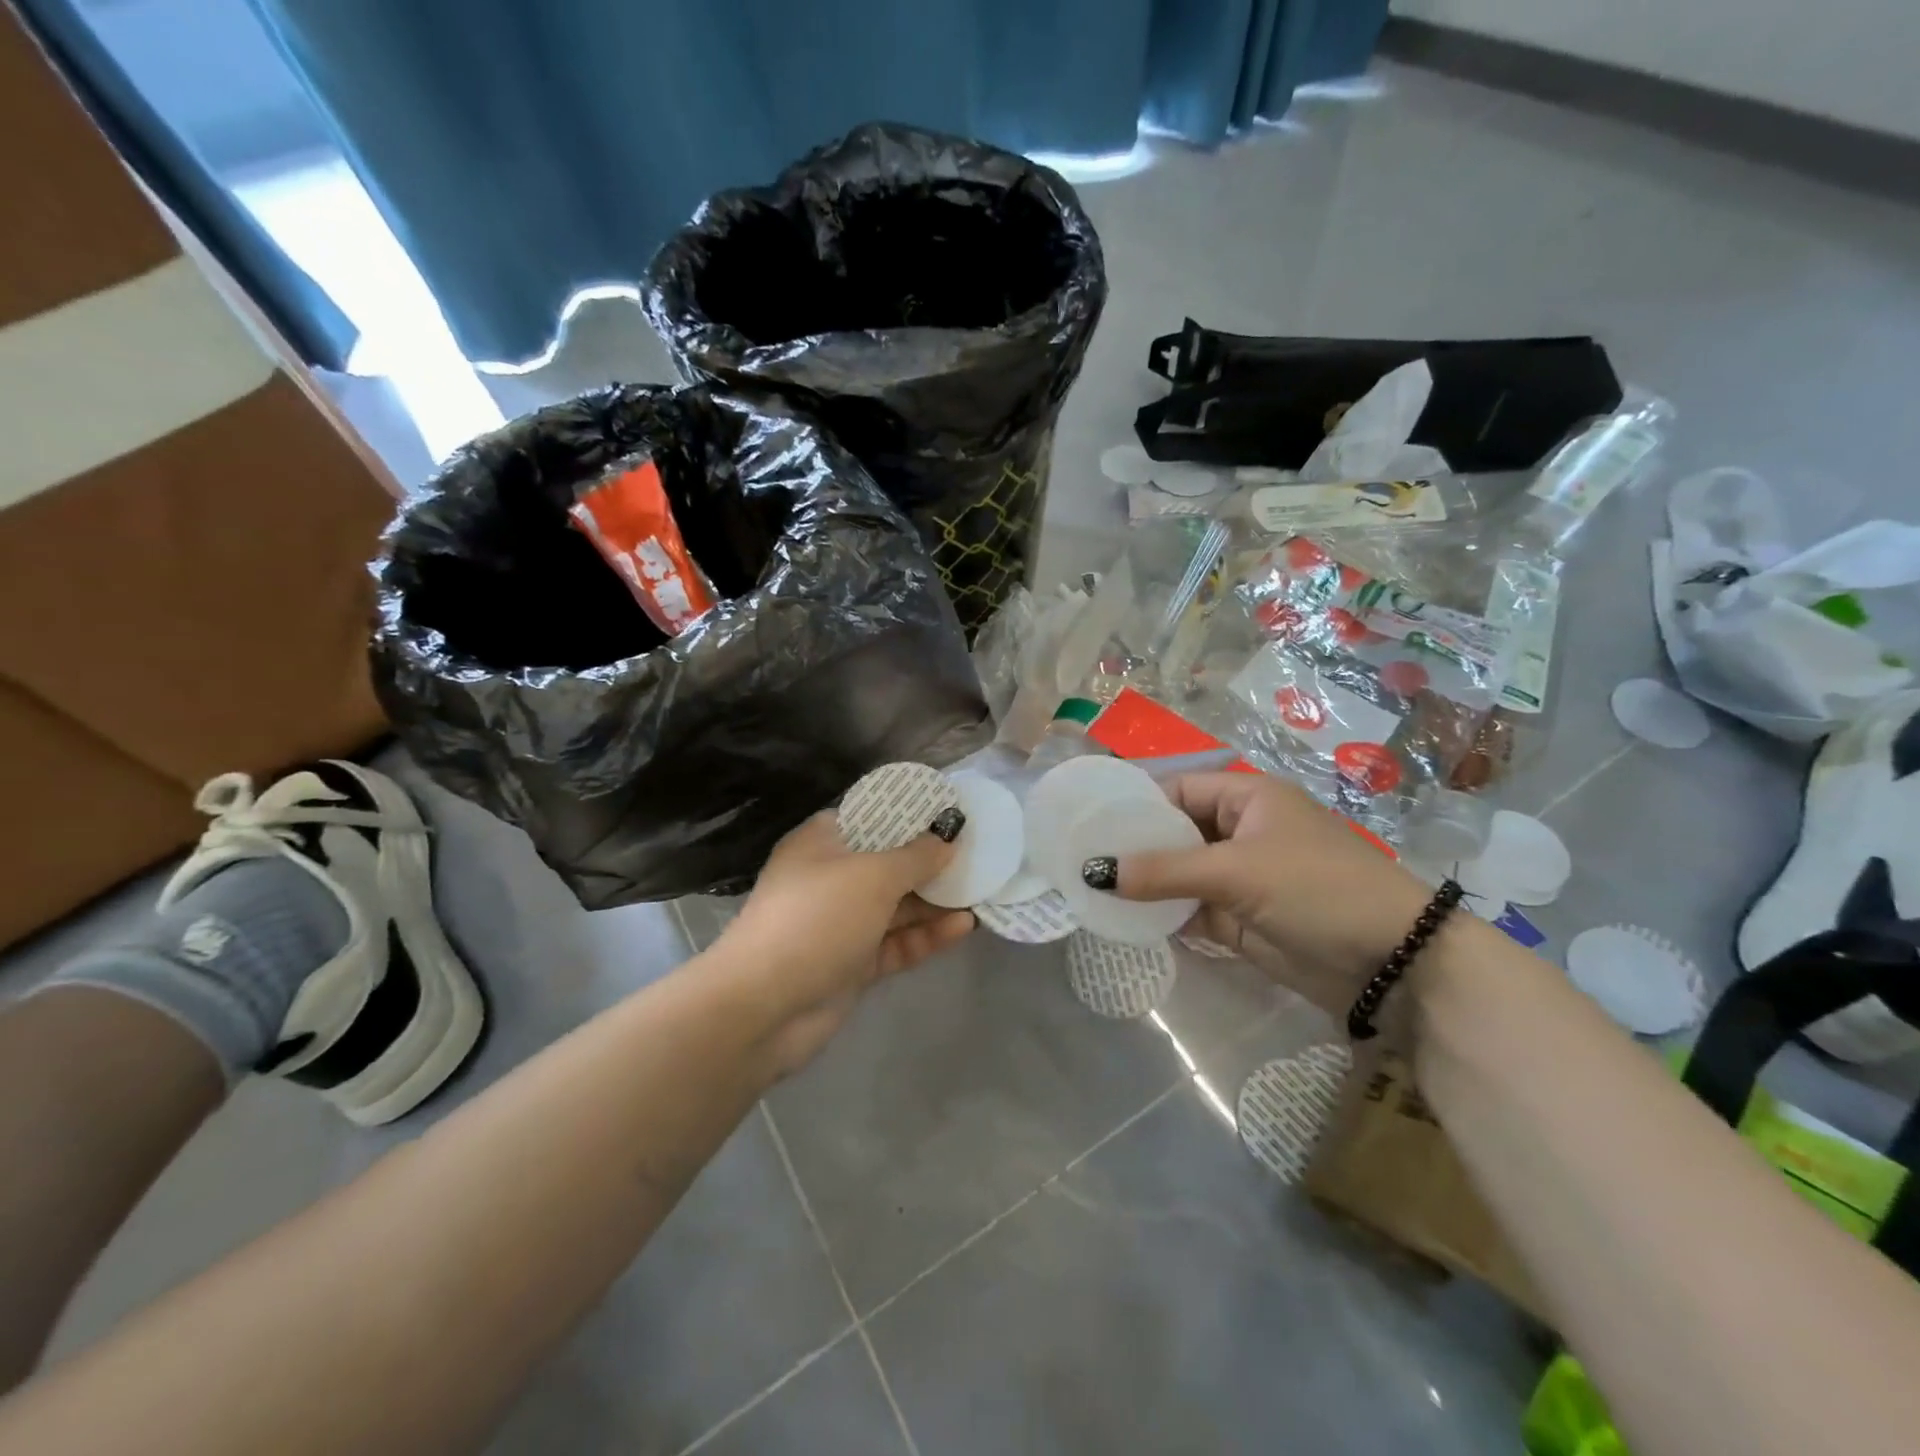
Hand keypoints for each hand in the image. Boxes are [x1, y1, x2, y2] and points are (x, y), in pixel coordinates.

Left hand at [715, 814, 974, 1074]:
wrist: (763, 1008)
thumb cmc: (816, 919)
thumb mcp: (872, 876)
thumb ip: (916, 856)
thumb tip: (947, 837)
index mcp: (823, 843)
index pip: (872, 818)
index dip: (911, 814)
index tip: (952, 814)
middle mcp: (831, 879)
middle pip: (890, 863)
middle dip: (932, 861)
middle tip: (980, 855)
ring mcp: (842, 924)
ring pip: (897, 906)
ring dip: (936, 901)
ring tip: (983, 891)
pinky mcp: (853, 964)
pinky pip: (897, 943)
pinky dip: (927, 935)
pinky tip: (964, 926)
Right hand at [1112, 773, 1432, 1014]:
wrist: (1393, 965)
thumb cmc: (1318, 890)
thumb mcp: (1236, 872)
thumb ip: (1163, 871)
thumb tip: (1094, 871)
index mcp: (1246, 798)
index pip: (1175, 790)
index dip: (1132, 804)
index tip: (1084, 822)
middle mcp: (1239, 831)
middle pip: (1172, 833)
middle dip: (1131, 848)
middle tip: (1076, 860)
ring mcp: (1239, 877)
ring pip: (1177, 874)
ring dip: (1142, 884)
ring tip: (1087, 890)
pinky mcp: (1239, 918)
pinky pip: (1188, 909)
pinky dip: (1160, 915)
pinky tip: (1121, 919)